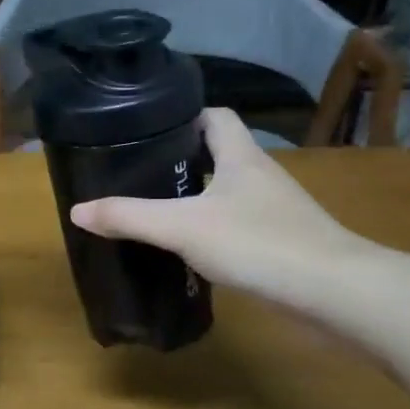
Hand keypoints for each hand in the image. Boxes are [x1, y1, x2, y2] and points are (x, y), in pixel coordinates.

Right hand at [69, 108, 369, 311]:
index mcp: (241, 156)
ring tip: (157, 209)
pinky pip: (240, 225)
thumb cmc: (257, 242)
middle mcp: (260, 175)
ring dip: (198, 197)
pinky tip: (192, 250)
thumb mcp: (182, 227)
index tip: (148, 130)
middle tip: (140, 173)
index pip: (215, 116)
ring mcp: (275, 210)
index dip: (184, 116)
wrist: (331, 292)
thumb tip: (78, 210)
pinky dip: (215, 230)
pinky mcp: (282, 242)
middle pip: (219, 153)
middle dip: (182, 160)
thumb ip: (129, 217)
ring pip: (229, 192)